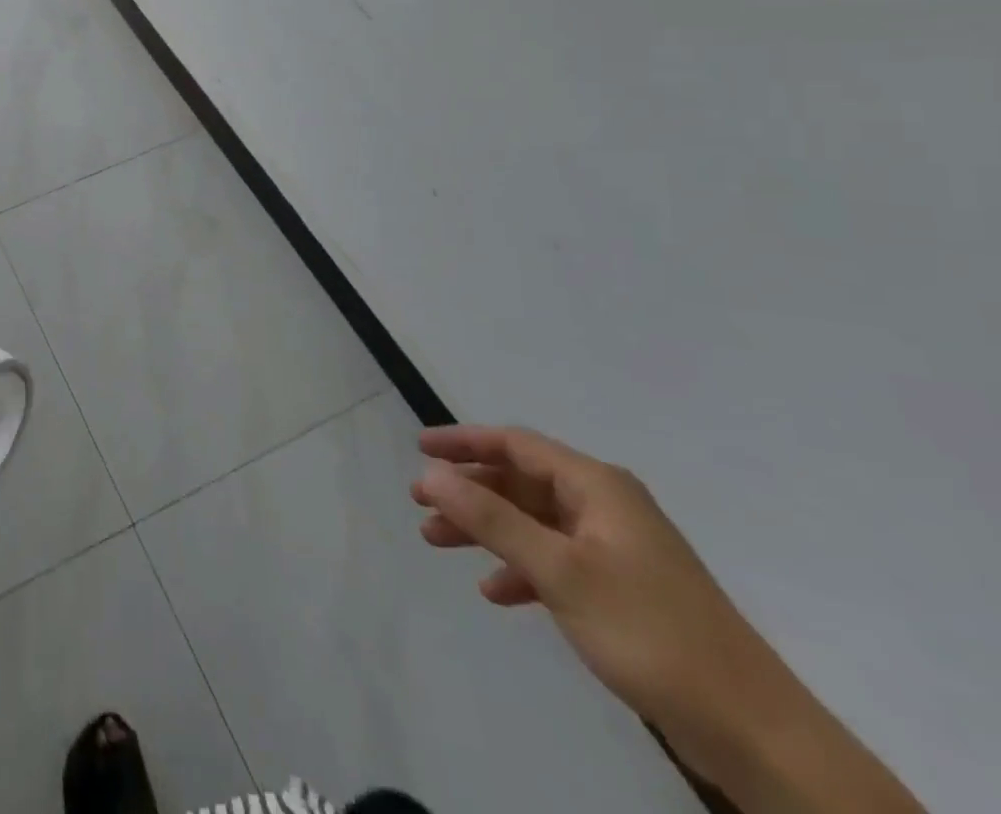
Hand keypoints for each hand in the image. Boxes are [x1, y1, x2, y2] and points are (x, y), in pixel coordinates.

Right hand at [411, 426, 787, 751]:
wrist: (755, 732)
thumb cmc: (649, 631)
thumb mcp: (559, 571)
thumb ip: (491, 519)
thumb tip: (431, 474)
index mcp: (597, 486)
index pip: (516, 444)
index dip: (463, 441)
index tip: (419, 448)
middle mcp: (606, 506)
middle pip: (520, 482)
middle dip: (468, 491)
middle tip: (420, 504)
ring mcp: (616, 548)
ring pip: (533, 522)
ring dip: (486, 530)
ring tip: (438, 543)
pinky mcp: (623, 589)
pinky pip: (555, 560)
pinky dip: (520, 568)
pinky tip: (496, 592)